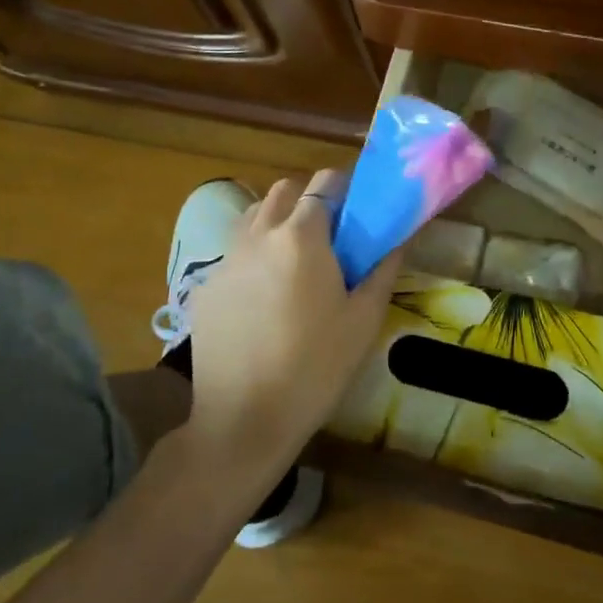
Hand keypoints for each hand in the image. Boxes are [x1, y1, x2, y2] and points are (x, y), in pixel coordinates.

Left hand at [182, 168, 401, 483]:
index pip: (322, 184)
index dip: (342, 189)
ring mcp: (226, 260)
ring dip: (277, 221)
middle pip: (283, 191)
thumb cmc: (316, 367)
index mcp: (301, 237)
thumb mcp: (364, 320)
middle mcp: (259, 236)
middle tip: (328, 235)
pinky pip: (234, 253)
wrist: (244, 419)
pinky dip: (253, 256)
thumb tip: (396, 238)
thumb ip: (383, 268)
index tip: (355, 212)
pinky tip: (264, 297)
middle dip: (307, 200)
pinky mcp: (205, 287)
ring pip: (253, 216)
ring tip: (294, 260)